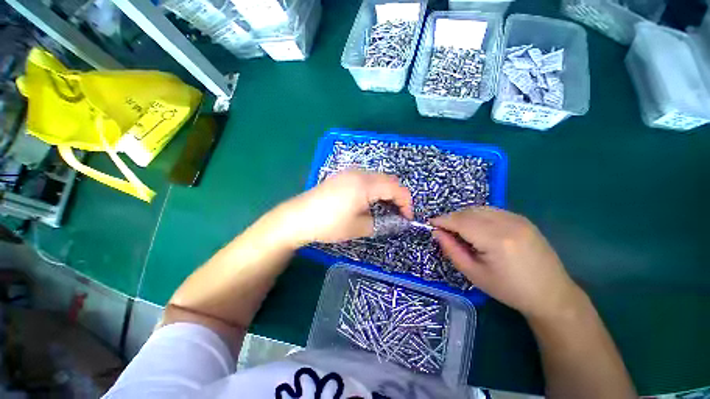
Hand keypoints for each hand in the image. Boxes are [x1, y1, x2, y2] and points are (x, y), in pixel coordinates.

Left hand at [276, 170, 412, 246]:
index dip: (406, 203)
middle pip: (389, 180)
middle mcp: (360, 173)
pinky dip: (374, 189)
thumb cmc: (329, 224)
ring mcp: (349, 173)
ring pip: (377, 179)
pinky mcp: (342, 176)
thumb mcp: (359, 227)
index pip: (397, 188)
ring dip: (386, 192)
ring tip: (384, 209)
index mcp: (366, 184)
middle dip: (397, 196)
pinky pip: (366, 179)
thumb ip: (382, 223)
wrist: (298, 218)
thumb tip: (395, 221)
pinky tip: (369, 202)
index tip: (407, 218)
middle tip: (397, 214)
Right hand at [431, 207, 582, 318]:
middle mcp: (507, 223)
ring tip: (458, 229)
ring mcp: (517, 218)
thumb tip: (437, 232)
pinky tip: (476, 227)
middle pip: (468, 212)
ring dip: (463, 215)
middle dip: (451, 218)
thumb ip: (452, 250)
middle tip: (443, 230)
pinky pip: (492, 210)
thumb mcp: (474, 274)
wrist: (551, 294)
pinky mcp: (522, 219)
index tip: (430, 223)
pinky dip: (477, 215)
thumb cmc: (509, 289)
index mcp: (495, 239)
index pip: (460, 221)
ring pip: (479, 208)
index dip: (442, 220)